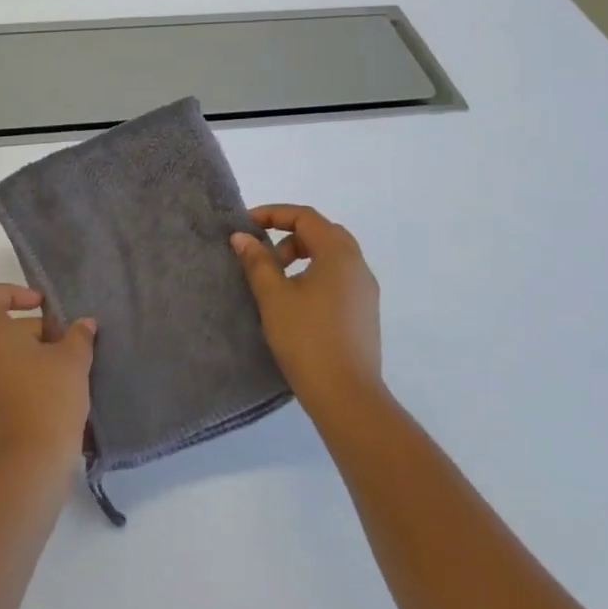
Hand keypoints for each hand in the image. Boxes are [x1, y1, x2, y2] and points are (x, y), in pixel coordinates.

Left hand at [0, 284, 95, 475]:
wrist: (26, 467)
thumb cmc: (48, 400)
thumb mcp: (73, 362)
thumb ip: (78, 337)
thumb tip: (83, 325)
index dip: (11, 292)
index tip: (41, 307)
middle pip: (2, 331)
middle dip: (37, 334)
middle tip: (70, 351)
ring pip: (4, 362)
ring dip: (33, 363)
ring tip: (67, 380)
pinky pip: (3, 389)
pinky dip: (25, 387)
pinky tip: (55, 405)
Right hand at [231, 204, 382, 415]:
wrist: (346, 394)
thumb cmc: (306, 338)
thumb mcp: (273, 296)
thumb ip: (257, 262)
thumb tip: (242, 237)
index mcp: (338, 254)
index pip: (305, 217)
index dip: (272, 214)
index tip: (244, 227)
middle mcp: (358, 265)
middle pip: (321, 233)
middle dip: (287, 236)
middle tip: (261, 255)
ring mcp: (365, 290)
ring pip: (331, 257)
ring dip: (301, 257)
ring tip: (274, 281)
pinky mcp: (364, 312)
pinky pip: (338, 278)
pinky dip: (314, 275)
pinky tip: (295, 303)